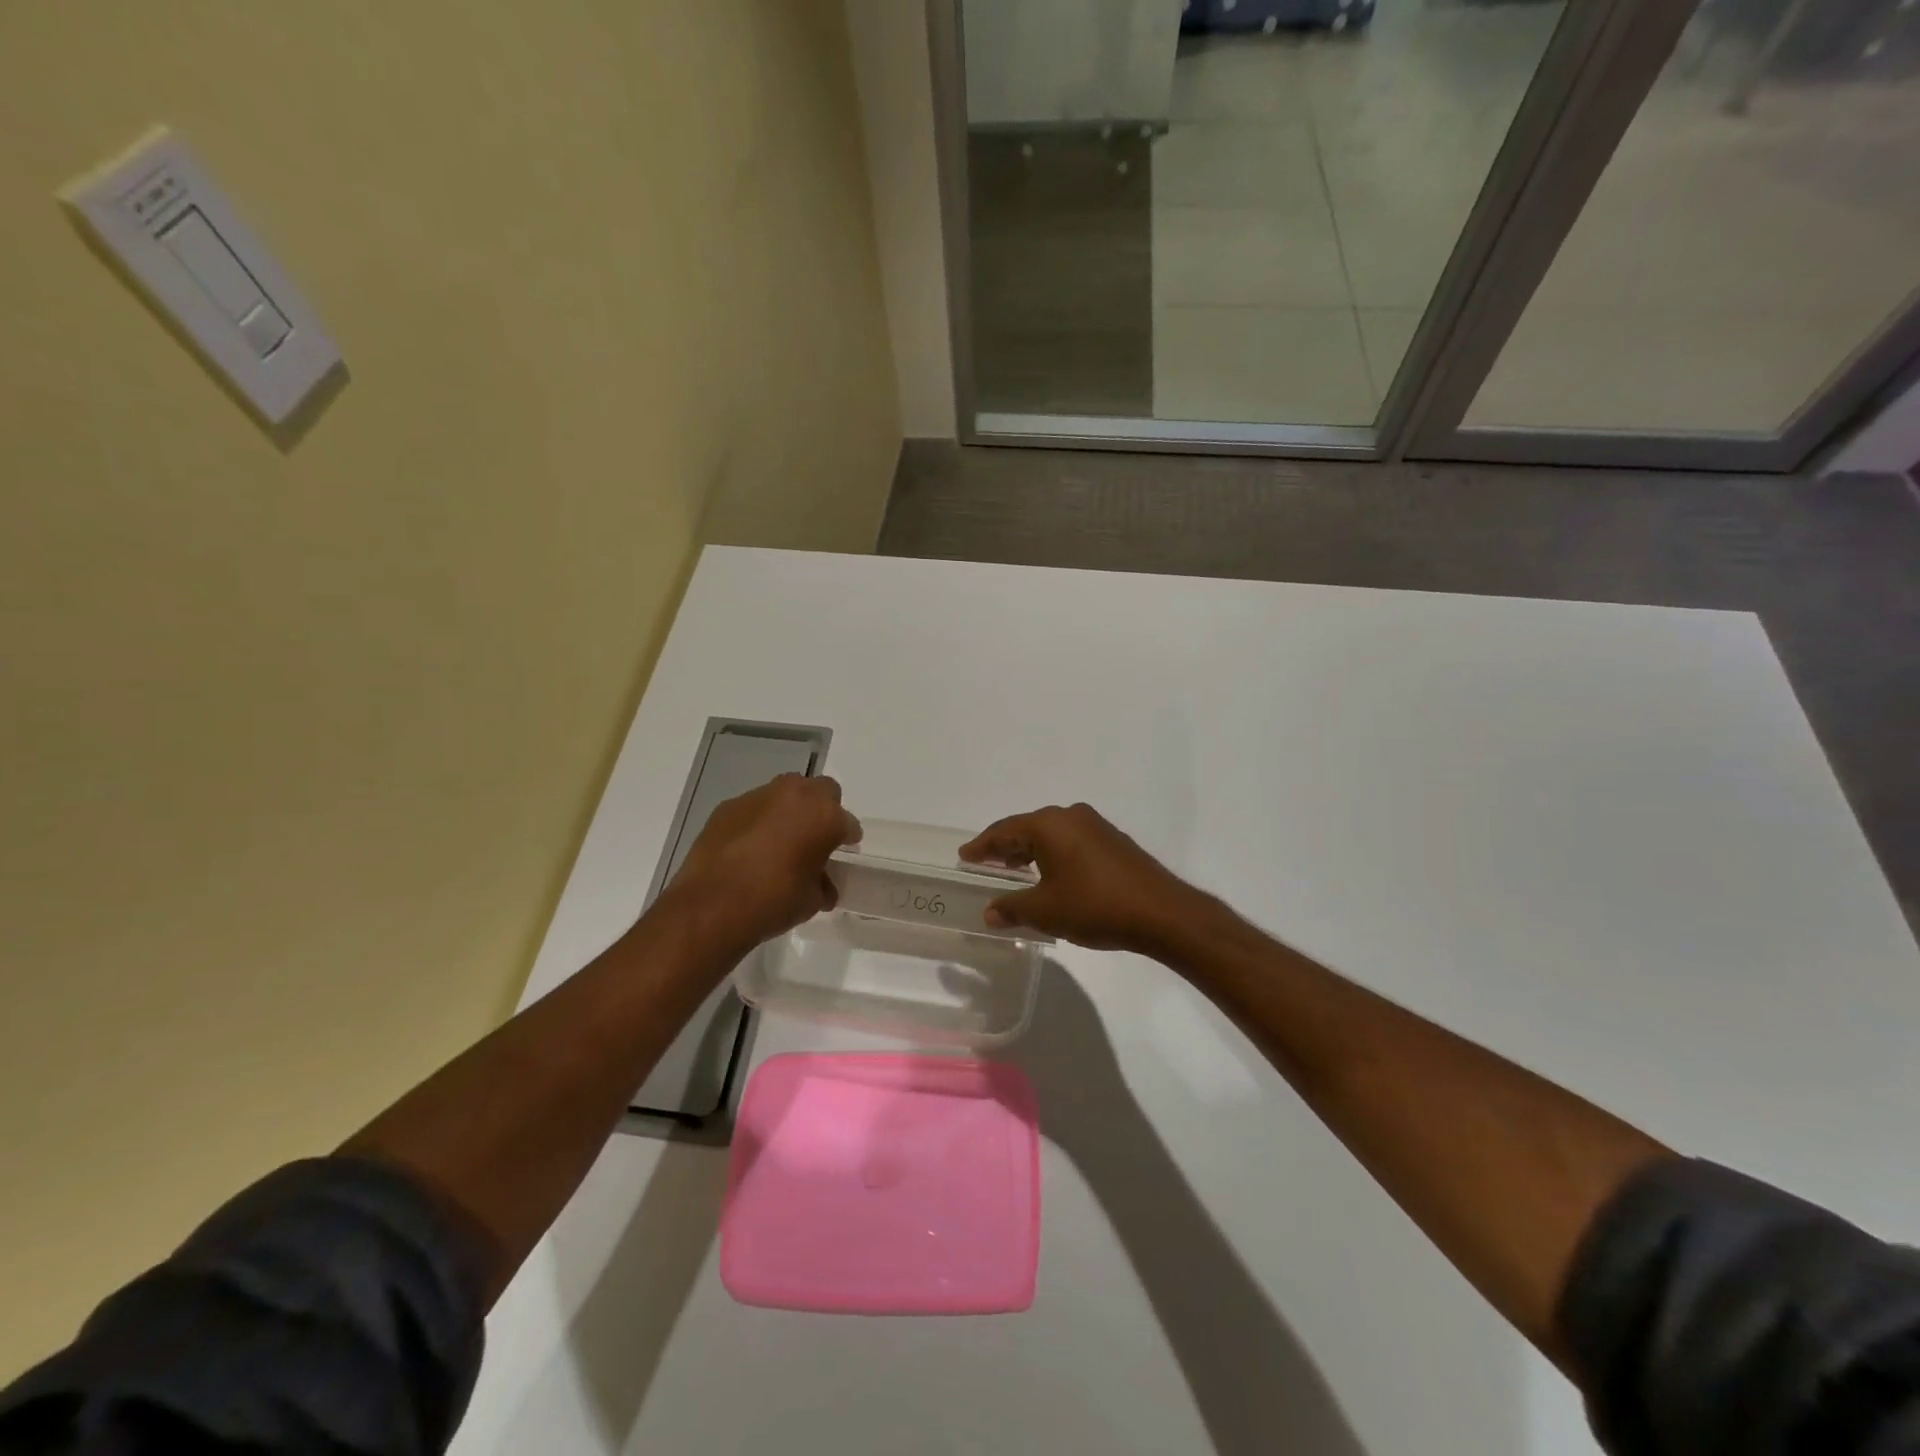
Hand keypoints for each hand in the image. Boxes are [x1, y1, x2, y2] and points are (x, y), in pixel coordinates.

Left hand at [668, 775, 860, 952]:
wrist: (711, 906)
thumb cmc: (773, 901)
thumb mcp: (811, 900)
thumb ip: (822, 884)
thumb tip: (822, 884)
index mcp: (824, 816)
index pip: (847, 822)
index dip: (847, 837)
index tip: (844, 849)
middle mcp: (795, 796)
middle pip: (821, 790)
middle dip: (823, 809)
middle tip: (816, 836)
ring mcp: (759, 797)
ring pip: (785, 792)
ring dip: (790, 810)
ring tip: (782, 840)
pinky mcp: (728, 806)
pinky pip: (754, 807)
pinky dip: (759, 821)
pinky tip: (751, 847)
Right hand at [958, 802, 1210, 953]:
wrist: (1161, 913)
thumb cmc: (1095, 906)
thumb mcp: (1045, 911)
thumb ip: (1013, 908)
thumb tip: (990, 911)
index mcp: (1049, 824)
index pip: (1004, 830)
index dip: (982, 846)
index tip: (964, 856)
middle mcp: (1071, 816)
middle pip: (1028, 828)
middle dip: (1006, 847)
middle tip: (986, 863)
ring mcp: (1096, 826)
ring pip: (1052, 835)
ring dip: (1031, 852)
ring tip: (1015, 872)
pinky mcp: (1114, 842)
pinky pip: (1071, 842)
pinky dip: (1054, 855)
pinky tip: (1051, 876)